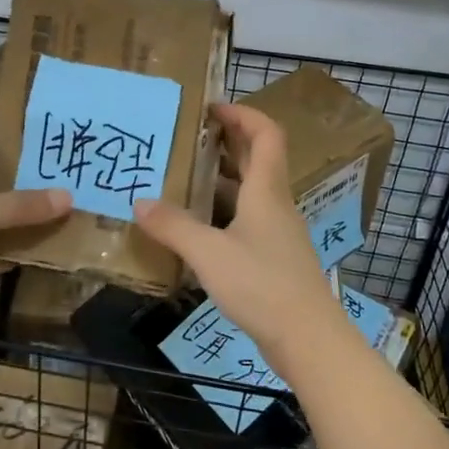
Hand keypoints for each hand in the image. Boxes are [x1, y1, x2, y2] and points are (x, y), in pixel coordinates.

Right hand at [133, 102, 352, 380]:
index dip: (243, 114)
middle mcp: (275, 205)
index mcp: (266, 191)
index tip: (211, 108)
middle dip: (227, 142)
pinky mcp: (274, 260)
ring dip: (222, 178)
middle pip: (258, 159)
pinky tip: (198, 228)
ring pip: (251, 192)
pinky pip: (247, 220)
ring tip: (183, 178)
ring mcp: (277, 234)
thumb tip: (140, 202)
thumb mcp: (209, 253)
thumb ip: (174, 226)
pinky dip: (223, 212)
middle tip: (188, 138)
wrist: (309, 340)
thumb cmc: (262, 285)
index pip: (266, 134)